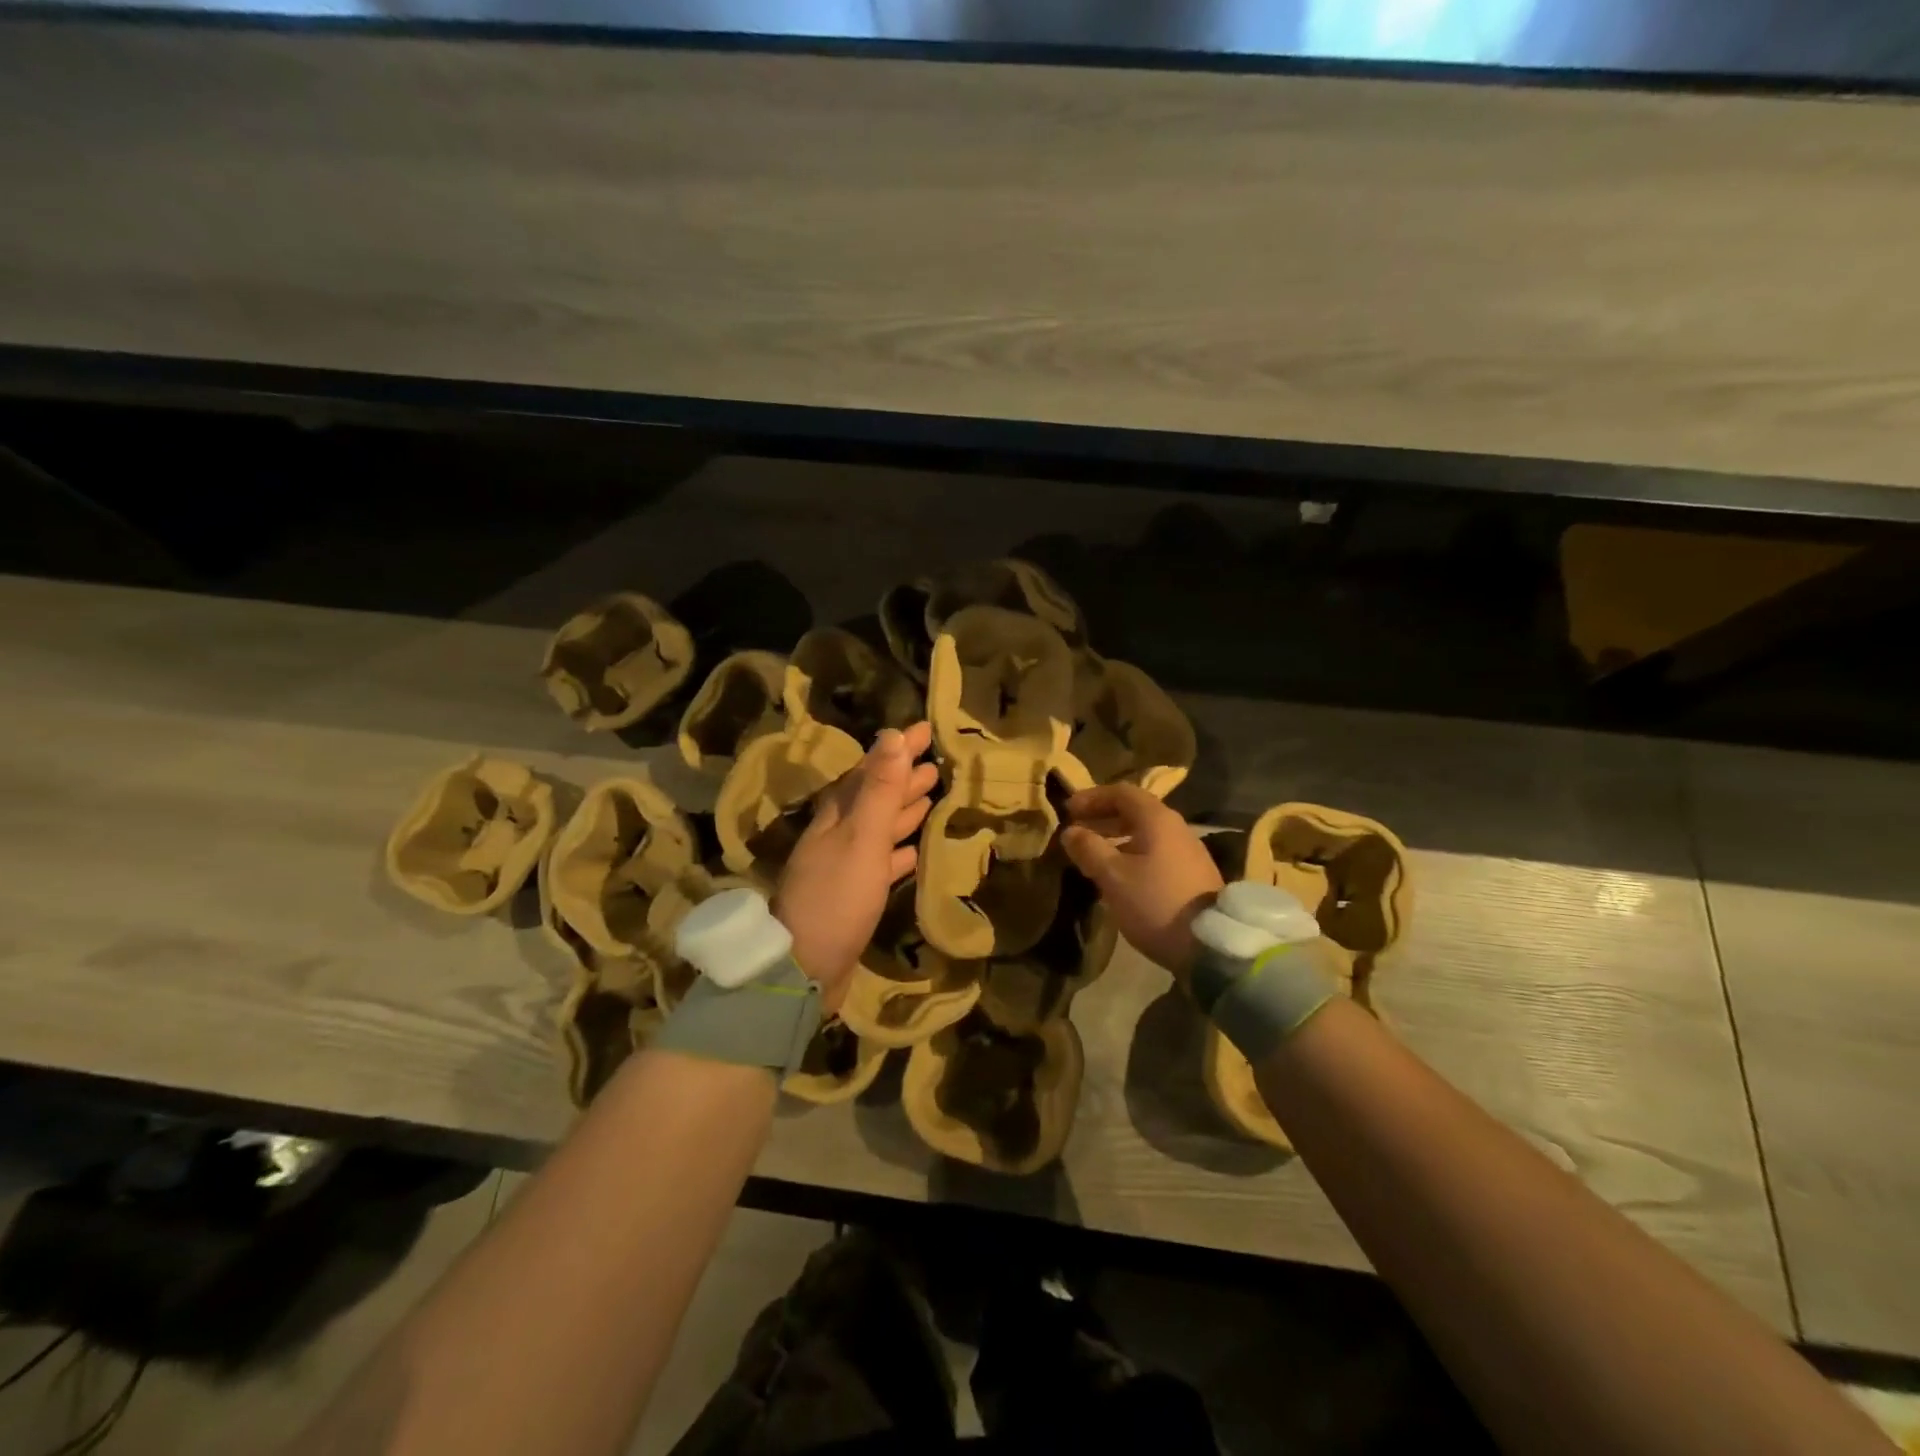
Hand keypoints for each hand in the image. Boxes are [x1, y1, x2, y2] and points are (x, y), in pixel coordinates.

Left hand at [773, 721, 937, 1010]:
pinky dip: (899, 850)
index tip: (925, 728)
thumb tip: (893, 735)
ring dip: (903, 809)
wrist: (804, 968)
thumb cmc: (836, 897)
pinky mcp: (854, 895)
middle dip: (903, 776)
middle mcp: (838, 834)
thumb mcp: (861, 838)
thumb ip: (879, 789)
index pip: (871, 769)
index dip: (898, 749)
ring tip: (931, 793)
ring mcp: (845, 866)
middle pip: (875, 796)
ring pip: (879, 826)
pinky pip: (881, 861)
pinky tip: (915, 849)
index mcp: (837, 816)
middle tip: (936, 760)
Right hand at [1060, 784, 1222, 977]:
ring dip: (1115, 837)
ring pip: (1144, 833)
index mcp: (1157, 819)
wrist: (1209, 943)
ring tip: (1092, 855)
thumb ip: (1089, 848)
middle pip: (1134, 811)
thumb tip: (1070, 831)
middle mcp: (1175, 827)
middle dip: (1102, 818)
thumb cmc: (1155, 901)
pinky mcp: (1191, 874)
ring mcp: (1187, 851)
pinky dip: (1131, 853)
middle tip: (1076, 831)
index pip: (1121, 792)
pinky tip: (1118, 875)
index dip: (1092, 797)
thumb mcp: (1113, 876)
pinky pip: (1155, 851)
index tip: (1068, 810)